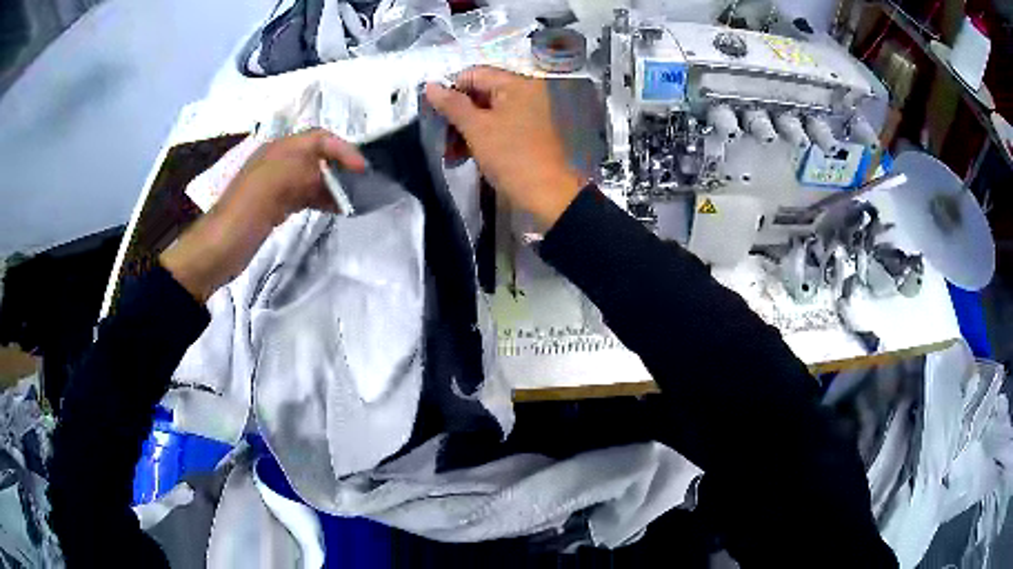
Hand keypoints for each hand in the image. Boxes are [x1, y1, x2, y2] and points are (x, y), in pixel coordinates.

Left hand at [161, 129, 365, 301]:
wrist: (219, 248)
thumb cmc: (246, 212)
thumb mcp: (277, 183)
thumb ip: (307, 170)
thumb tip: (332, 176)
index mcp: (278, 150)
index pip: (319, 138)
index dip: (343, 149)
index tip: (363, 169)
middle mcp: (278, 162)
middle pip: (317, 155)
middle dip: (340, 165)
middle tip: (362, 183)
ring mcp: (276, 185)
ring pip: (312, 176)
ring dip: (333, 184)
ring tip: (353, 198)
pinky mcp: (274, 206)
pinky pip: (304, 195)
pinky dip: (321, 198)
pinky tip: (334, 209)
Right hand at [425, 67, 581, 228]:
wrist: (546, 194)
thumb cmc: (510, 156)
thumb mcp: (476, 128)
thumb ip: (452, 104)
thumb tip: (430, 86)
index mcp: (516, 83)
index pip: (473, 74)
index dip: (450, 90)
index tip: (433, 113)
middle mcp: (524, 92)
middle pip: (478, 93)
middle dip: (455, 115)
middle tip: (438, 137)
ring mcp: (526, 112)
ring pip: (484, 112)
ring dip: (462, 130)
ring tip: (448, 154)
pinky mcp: (524, 131)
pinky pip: (495, 125)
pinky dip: (477, 138)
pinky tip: (461, 157)